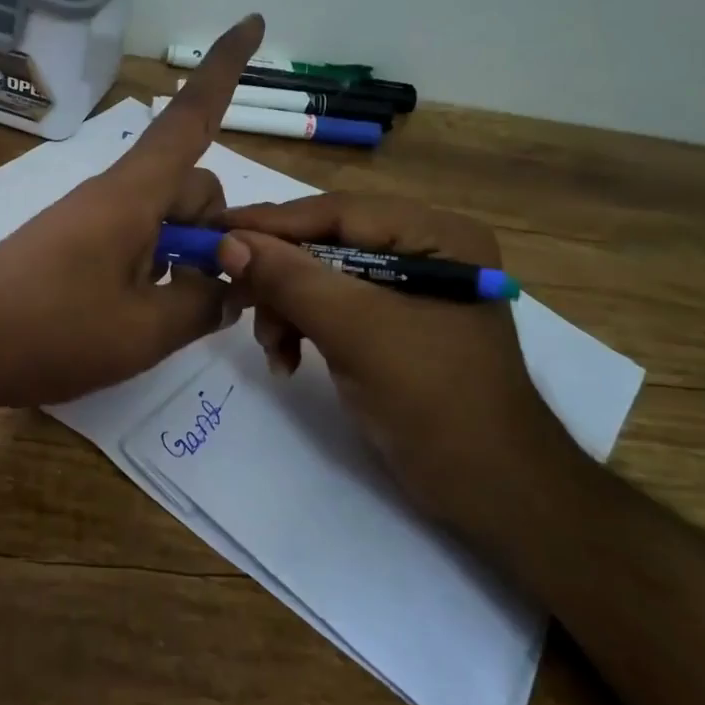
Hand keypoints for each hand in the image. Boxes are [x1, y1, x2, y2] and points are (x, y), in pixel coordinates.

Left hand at [0, 14, 265, 409]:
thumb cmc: (51, 330)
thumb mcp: (144, 330)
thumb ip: (201, 304)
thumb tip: (229, 287)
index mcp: (135, 193)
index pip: (190, 116)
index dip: (225, 68)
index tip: (253, 20)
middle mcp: (116, 193)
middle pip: (190, 184)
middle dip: (216, 229)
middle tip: (217, 291)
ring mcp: (92, 217)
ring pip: (165, 215)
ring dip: (186, 254)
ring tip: (176, 312)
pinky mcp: (76, 243)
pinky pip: (136, 237)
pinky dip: (157, 265)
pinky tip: (146, 312)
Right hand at [215, 193, 578, 547]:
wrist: (490, 491)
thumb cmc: (433, 401)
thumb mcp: (356, 331)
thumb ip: (290, 280)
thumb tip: (228, 241)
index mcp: (435, 235)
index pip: (338, 212)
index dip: (273, 223)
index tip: (214, 230)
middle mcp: (422, 250)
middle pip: (326, 243)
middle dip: (280, 277)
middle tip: (233, 296)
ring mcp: (406, 289)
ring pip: (321, 278)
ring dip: (287, 309)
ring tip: (273, 350)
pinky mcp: (390, 324)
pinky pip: (331, 308)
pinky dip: (302, 328)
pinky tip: (287, 360)